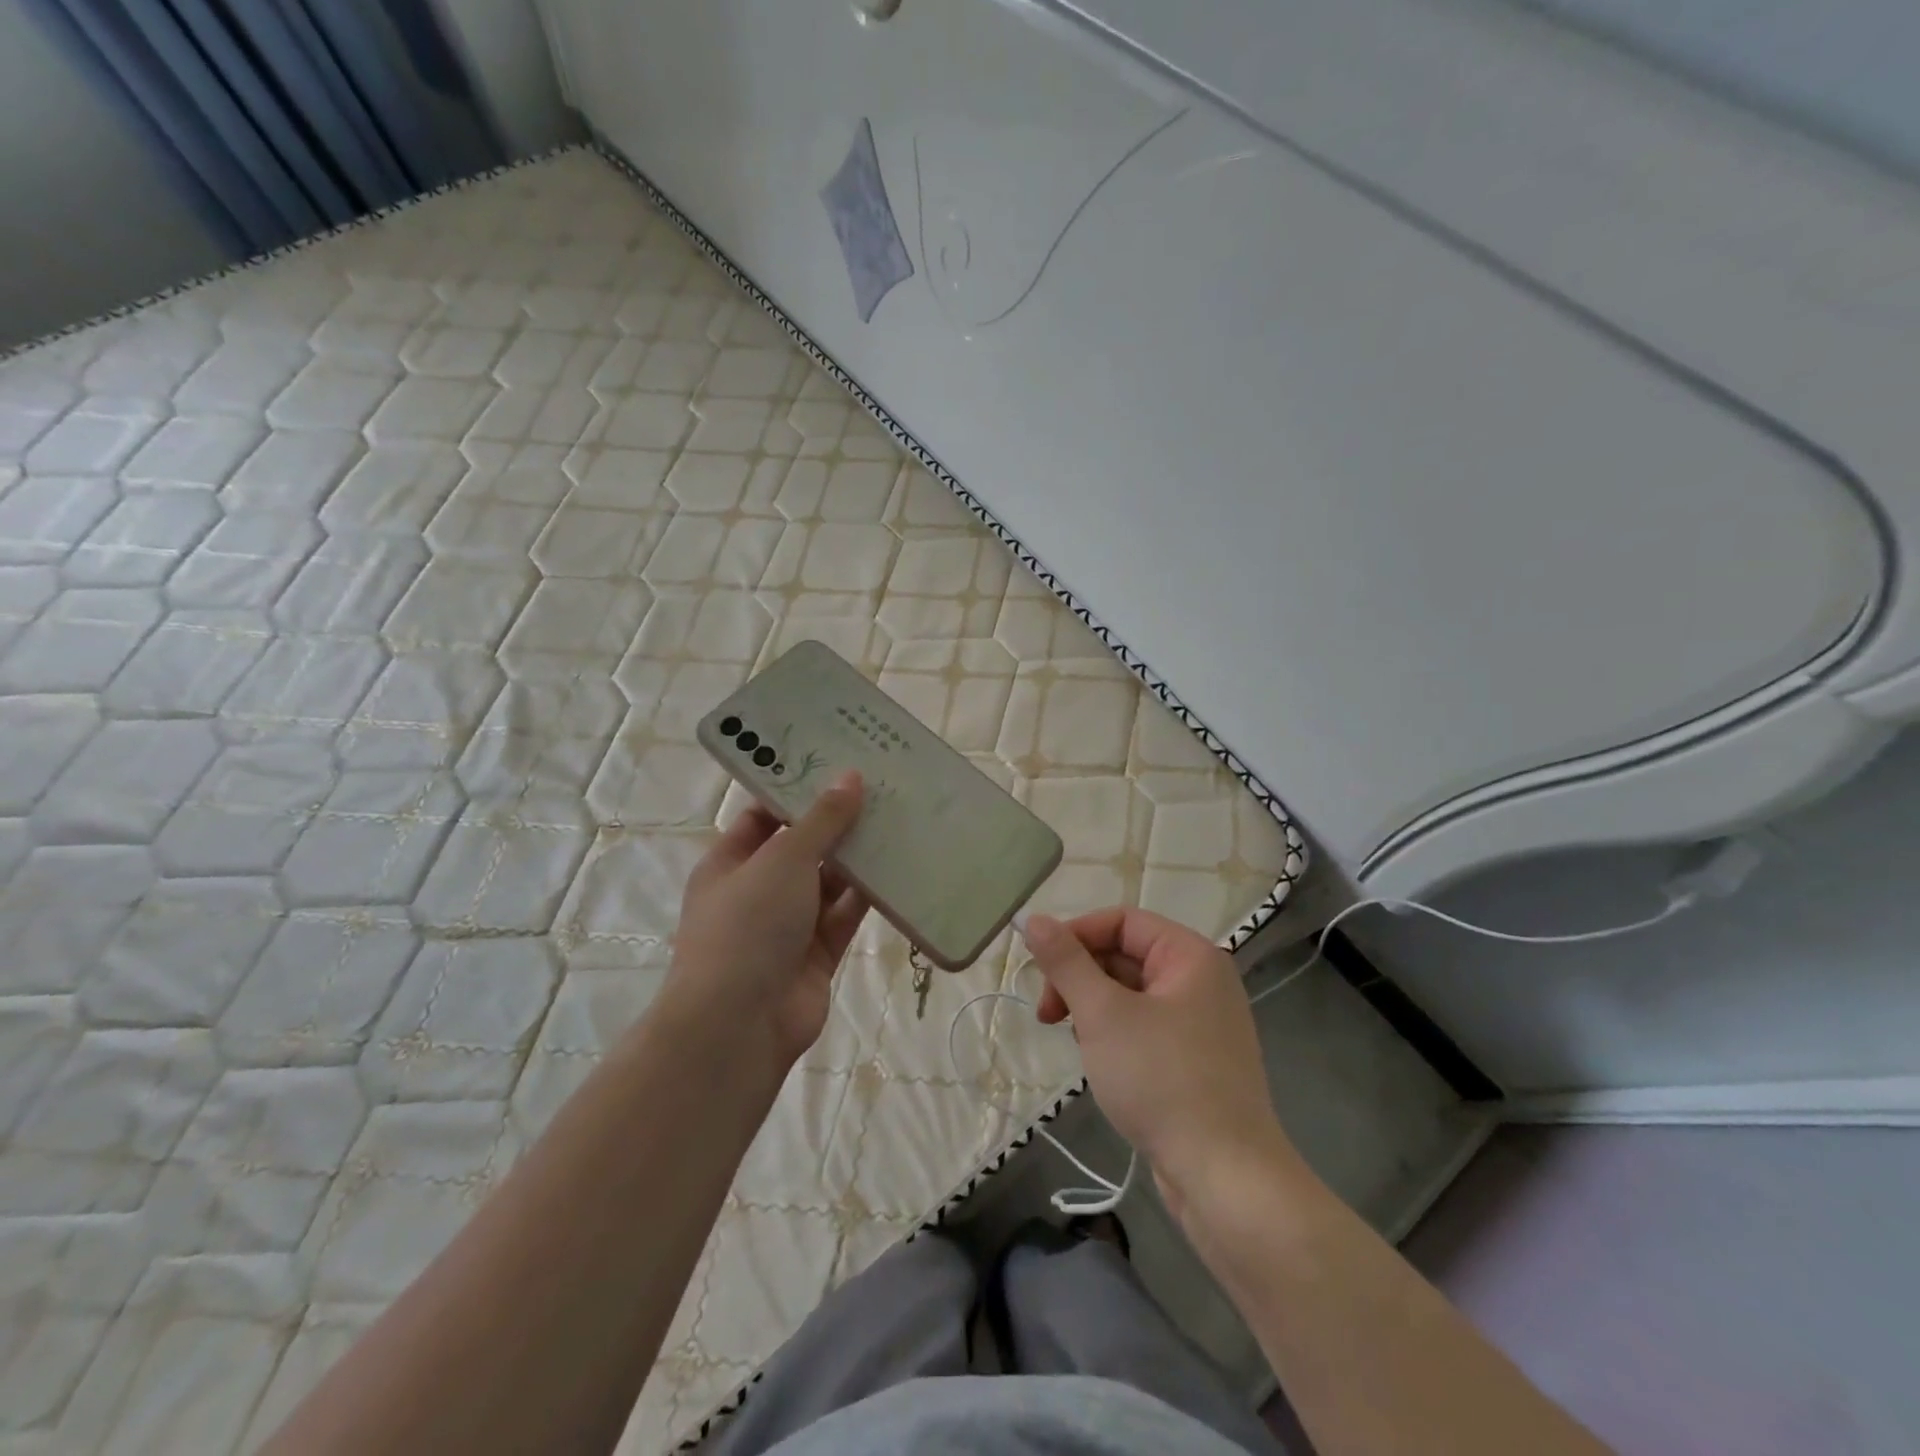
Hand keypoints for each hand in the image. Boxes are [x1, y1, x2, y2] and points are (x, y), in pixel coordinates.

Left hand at [666, 772, 870, 1067]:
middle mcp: (758, 890)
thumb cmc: (748, 925)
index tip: (838, 766)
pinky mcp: (818, 953)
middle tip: (881, 788)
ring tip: (899, 819)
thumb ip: (821, 820)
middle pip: (802, 847)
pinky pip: (846, 915)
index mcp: (731, 862)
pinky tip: (901, 868)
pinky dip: (869, 895)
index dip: (798, 792)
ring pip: (829, 881)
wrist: (740, 1024)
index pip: (764, 816)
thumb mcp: (783, 859)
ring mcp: (789, 924)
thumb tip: (850, 777)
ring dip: (858, 857)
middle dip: (837, 823)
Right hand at [1027, 908, 1295, 1204]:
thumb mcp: (1103, 1014)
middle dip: (1080, 978)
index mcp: (1190, 956)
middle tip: (1047, 1015)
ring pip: (1130, 993)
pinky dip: (1115, 1034)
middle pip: (1125, 955)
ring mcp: (1201, 1022)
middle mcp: (1201, 980)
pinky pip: (1144, 1026)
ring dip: (1094, 1009)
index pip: (1122, 920)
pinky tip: (1101, 1064)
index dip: (1075, 936)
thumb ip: (1066, 962)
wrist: (1225, 1178)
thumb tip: (1033, 919)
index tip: (1040, 969)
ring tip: (1078, 1043)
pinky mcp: (1195, 1059)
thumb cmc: (1162, 1080)